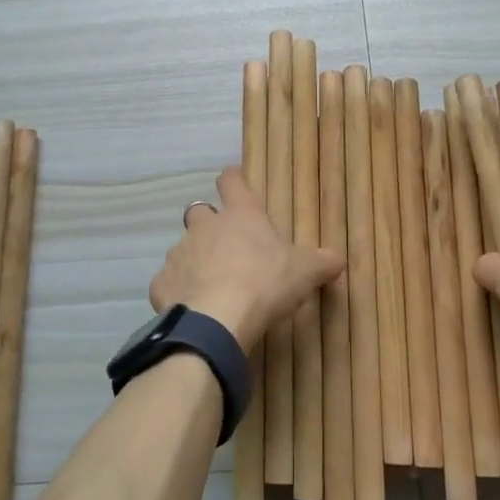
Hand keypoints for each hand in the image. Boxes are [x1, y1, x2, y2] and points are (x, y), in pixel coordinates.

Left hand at [149, 166, 343, 352]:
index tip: (235, 182)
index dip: (233, 180)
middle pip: (200, 212)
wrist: (218, 320)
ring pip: (184, 248)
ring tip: (212, 284)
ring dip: (195, 259)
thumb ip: (323, 262)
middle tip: (227, 246)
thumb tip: (338, 259)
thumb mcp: (306, 272)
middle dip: (210, 225)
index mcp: (240, 215)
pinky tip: (192, 307)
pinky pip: (169, 282)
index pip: (232, 181)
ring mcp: (179, 253)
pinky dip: (178, 291)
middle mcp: (204, 226)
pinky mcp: (161, 283)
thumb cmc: (265, 283)